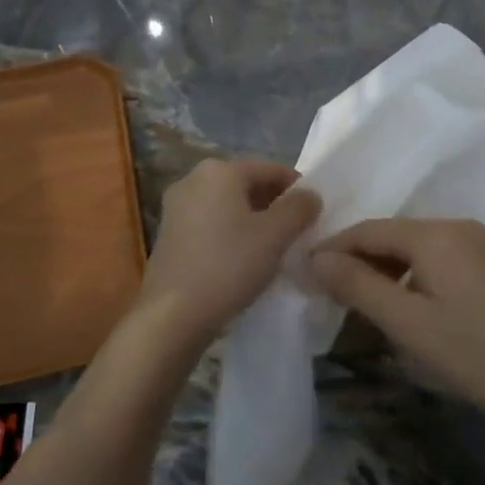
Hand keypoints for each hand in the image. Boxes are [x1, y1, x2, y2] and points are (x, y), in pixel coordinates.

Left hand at [135, 158, 319, 352]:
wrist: (172, 315)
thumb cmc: (228, 266)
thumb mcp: (275, 236)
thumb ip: (299, 208)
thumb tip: (310, 195)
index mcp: (220, 170)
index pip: (271, 169)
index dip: (298, 188)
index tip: (315, 213)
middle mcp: (193, 179)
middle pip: (247, 184)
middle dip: (275, 204)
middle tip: (297, 231)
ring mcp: (176, 207)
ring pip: (228, 205)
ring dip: (253, 220)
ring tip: (274, 247)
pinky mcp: (169, 234)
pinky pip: (210, 223)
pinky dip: (231, 232)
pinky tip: (243, 258)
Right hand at [308, 219, 484, 421]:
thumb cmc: (472, 351)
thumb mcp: (407, 323)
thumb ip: (357, 286)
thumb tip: (315, 258)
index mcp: (434, 234)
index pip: (368, 230)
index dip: (332, 248)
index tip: (302, 272)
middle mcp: (455, 226)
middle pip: (390, 235)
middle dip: (356, 258)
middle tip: (324, 290)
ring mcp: (474, 242)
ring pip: (411, 246)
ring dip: (381, 268)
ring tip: (354, 298)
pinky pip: (432, 257)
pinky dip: (407, 273)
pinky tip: (396, 299)